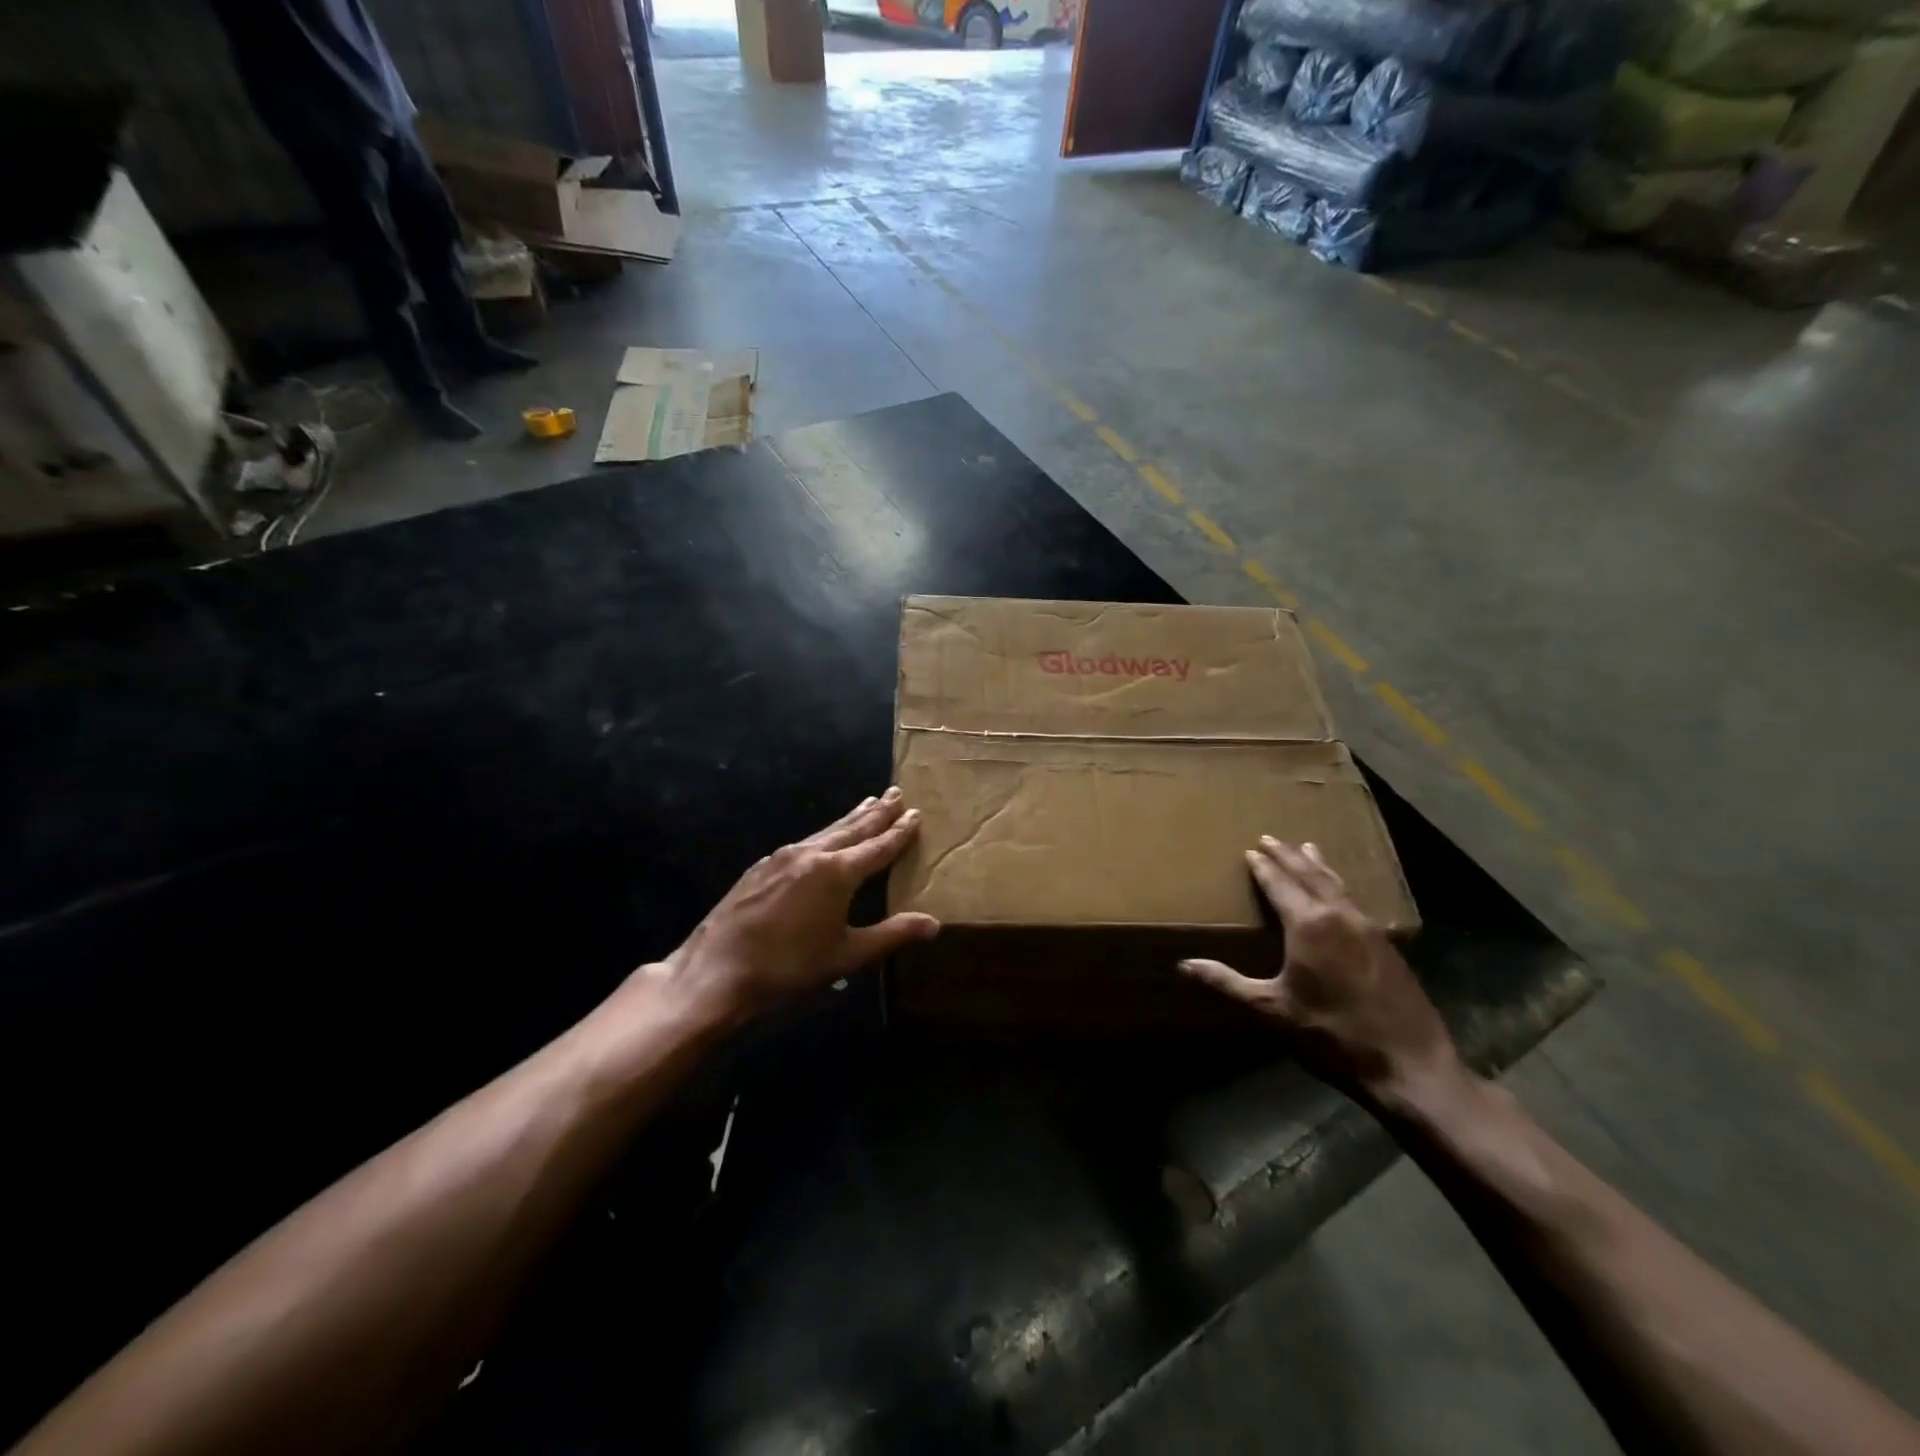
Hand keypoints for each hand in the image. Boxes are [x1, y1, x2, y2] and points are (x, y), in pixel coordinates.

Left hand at [650, 788, 939, 1026]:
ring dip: (850, 819)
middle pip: (852, 828)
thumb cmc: (789, 967)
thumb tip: (934, 924)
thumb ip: (891, 935)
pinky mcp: (761, 867)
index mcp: (837, 873)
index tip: (915, 812)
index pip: (878, 846)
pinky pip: (804, 842)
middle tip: (895, 792)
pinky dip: (824, 835)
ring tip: (867, 804)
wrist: (716, 971)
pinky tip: (822, 840)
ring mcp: (782, 857)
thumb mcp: (846, 955)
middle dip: (877, 812)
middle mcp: (812, 854)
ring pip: (826, 831)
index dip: (899, 831)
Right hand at [1178, 837, 1465, 1112]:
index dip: (1263, 867)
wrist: (1411, 1067)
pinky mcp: (1387, 946)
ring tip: (1308, 848)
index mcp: (1308, 925)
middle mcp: (1339, 916)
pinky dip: (1339, 886)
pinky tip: (1341, 894)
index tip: (1250, 850)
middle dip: (1289, 856)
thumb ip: (1227, 984)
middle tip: (1271, 838)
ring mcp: (1368, 929)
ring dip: (1318, 865)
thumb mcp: (1272, 1011)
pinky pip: (1355, 901)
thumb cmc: (1332, 1035)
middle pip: (1310, 875)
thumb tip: (1184, 965)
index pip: (1280, 885)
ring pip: (1337, 884)